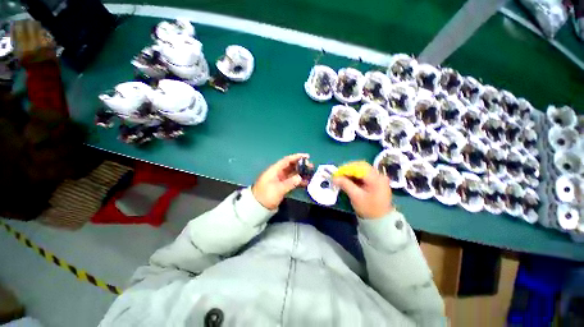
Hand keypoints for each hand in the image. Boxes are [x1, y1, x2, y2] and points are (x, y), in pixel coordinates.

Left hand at [252, 153, 309, 209]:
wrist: (257, 207)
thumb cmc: (266, 196)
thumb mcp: (278, 189)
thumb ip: (290, 183)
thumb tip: (300, 177)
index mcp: (275, 170)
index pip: (287, 160)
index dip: (296, 157)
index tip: (306, 156)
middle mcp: (278, 173)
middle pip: (291, 166)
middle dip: (301, 165)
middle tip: (311, 166)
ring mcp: (280, 179)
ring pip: (292, 173)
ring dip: (301, 173)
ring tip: (310, 174)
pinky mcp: (282, 186)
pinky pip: (292, 181)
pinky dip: (298, 181)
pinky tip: (306, 182)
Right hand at [333, 162, 392, 218]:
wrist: (381, 220)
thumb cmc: (369, 209)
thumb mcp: (356, 197)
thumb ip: (345, 184)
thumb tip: (334, 177)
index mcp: (376, 179)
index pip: (360, 168)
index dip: (346, 169)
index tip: (336, 173)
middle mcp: (379, 175)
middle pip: (361, 166)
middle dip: (348, 168)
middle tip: (338, 174)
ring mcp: (379, 177)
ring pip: (362, 169)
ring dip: (351, 171)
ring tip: (342, 176)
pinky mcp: (376, 180)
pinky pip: (364, 173)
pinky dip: (355, 175)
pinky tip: (349, 179)